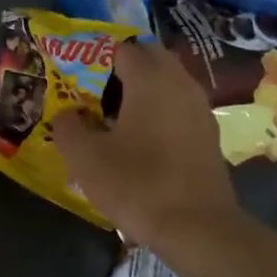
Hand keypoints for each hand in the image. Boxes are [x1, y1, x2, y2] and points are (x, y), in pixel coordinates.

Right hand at [50, 39, 239, 247]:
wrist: (198, 228)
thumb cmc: (136, 184)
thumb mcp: (85, 158)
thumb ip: (68, 127)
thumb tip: (67, 114)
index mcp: (150, 79)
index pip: (122, 48)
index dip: (96, 58)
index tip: (77, 77)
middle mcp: (180, 83)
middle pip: (150, 58)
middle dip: (123, 67)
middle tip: (96, 92)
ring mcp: (199, 109)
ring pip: (168, 82)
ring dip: (143, 89)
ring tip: (115, 115)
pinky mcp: (208, 134)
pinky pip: (179, 106)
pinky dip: (160, 111)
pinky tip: (141, 138)